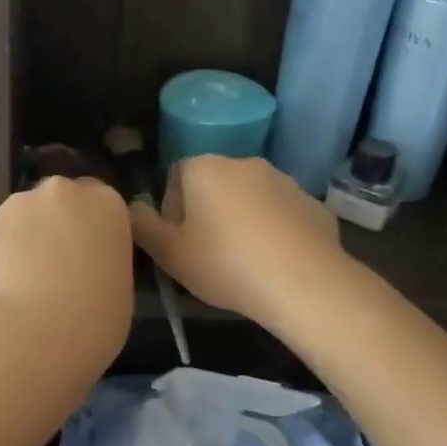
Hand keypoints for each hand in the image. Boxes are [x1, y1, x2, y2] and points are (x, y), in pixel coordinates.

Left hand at [0, 177, 133, 362]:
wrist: (36, 336)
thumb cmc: (95, 320)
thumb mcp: (119, 287)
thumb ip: (101, 261)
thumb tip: (82, 267)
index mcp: (105, 203)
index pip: (98, 202)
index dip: (88, 229)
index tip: (84, 257)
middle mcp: (61, 192)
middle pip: (56, 203)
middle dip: (52, 227)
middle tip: (52, 271)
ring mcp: (17, 205)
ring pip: (19, 219)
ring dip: (20, 243)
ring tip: (19, 289)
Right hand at [129, 156, 342, 327]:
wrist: (303, 282)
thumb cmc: (224, 263)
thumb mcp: (169, 253)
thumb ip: (143, 226)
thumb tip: (133, 207)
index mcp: (204, 167)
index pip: (176, 175)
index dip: (173, 208)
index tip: (178, 241)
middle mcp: (244, 163)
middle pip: (214, 183)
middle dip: (208, 211)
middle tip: (208, 253)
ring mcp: (284, 181)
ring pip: (251, 197)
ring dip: (243, 219)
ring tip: (244, 261)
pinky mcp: (313, 204)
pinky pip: (282, 214)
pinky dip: (275, 231)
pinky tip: (276, 263)